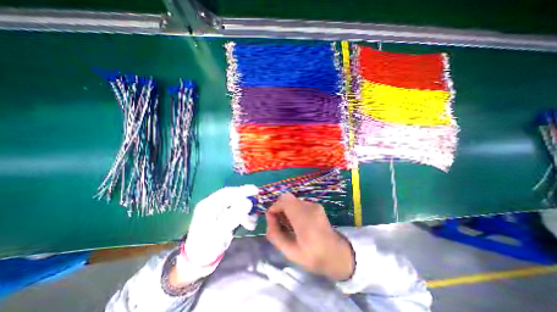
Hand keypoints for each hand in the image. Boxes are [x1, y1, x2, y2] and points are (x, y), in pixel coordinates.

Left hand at [173, 185, 258, 284]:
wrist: (199, 262)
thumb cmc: (206, 246)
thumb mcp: (220, 230)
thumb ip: (234, 215)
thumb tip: (248, 202)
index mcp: (209, 205)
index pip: (227, 192)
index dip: (242, 190)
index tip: (255, 190)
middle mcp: (214, 206)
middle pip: (233, 198)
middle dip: (246, 201)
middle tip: (258, 201)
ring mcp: (220, 213)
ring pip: (237, 206)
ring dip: (246, 213)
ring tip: (253, 221)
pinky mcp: (225, 219)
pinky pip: (237, 214)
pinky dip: (245, 218)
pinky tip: (250, 225)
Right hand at [264, 192, 351, 280]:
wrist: (337, 254)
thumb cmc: (314, 257)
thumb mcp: (290, 252)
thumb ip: (276, 235)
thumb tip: (269, 219)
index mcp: (304, 219)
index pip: (285, 201)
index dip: (274, 207)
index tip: (271, 219)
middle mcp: (310, 207)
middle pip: (287, 198)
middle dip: (279, 208)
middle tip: (278, 223)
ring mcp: (314, 205)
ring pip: (293, 200)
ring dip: (286, 209)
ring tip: (287, 225)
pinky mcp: (316, 206)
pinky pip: (299, 204)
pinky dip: (293, 210)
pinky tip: (296, 223)